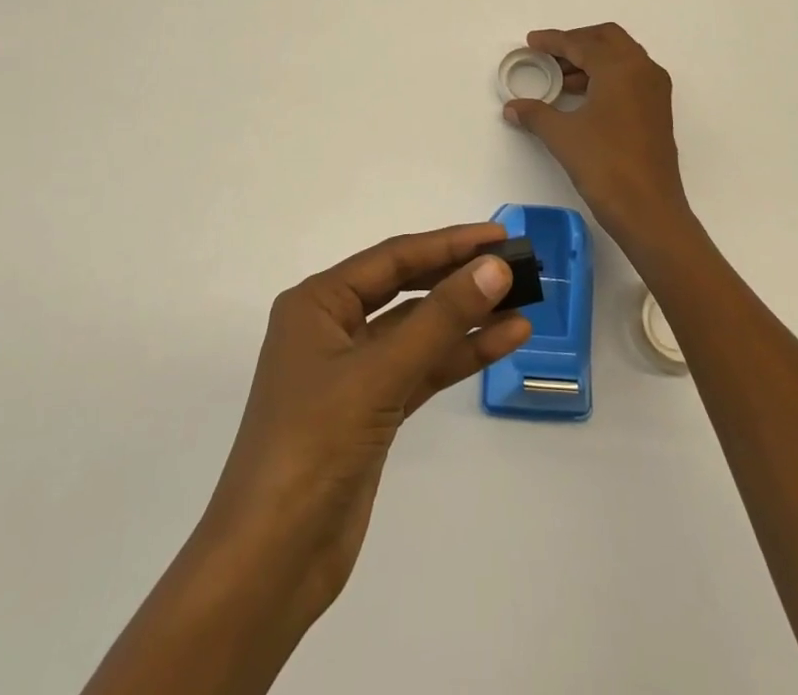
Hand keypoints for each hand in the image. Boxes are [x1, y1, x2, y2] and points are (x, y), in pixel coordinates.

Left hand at [201, 224, 532, 626]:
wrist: (272, 560)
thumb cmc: (314, 445)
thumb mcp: (379, 373)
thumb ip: (440, 319)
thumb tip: (494, 268)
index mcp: (318, 303)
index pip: (393, 258)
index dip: (448, 243)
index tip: (499, 236)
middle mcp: (333, 327)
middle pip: (407, 290)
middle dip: (460, 278)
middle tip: (517, 266)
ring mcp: (353, 372)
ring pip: (419, 332)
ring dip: (467, 320)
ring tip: (524, 305)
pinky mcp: (372, 411)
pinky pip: (422, 369)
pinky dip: (459, 357)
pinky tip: (503, 343)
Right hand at [502, 23, 696, 254]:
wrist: (649, 210)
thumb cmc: (605, 165)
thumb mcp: (563, 136)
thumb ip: (536, 114)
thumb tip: (512, 107)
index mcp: (620, 68)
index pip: (582, 43)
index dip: (553, 41)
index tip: (531, 42)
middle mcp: (643, 70)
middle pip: (607, 39)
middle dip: (577, 41)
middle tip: (549, 54)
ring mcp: (655, 90)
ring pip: (621, 57)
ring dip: (591, 60)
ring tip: (560, 78)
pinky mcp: (658, 110)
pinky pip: (629, 76)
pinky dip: (605, 76)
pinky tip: (582, 97)